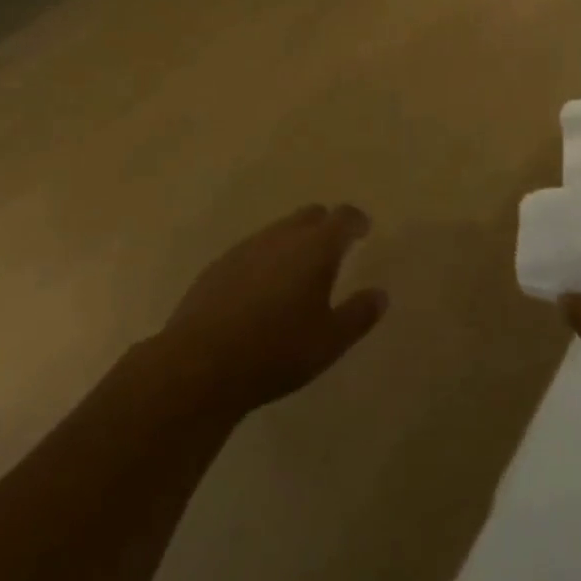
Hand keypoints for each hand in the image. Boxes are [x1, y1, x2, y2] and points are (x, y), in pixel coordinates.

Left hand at [158, 204, 387, 417]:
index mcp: (316, 247)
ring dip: (293, 242)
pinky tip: (260, 290)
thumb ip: (359, 314)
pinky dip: (265, 260)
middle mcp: (283, 236)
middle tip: (333, 249)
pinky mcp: (219, 266)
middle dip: (325, 226)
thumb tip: (380, 294)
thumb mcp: (330, 341)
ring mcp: (247, 248)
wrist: (199, 365)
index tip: (363, 230)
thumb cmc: (277, 351)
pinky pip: (252, 251)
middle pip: (310, 215)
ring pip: (278, 231)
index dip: (355, 220)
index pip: (343, 217)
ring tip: (297, 272)